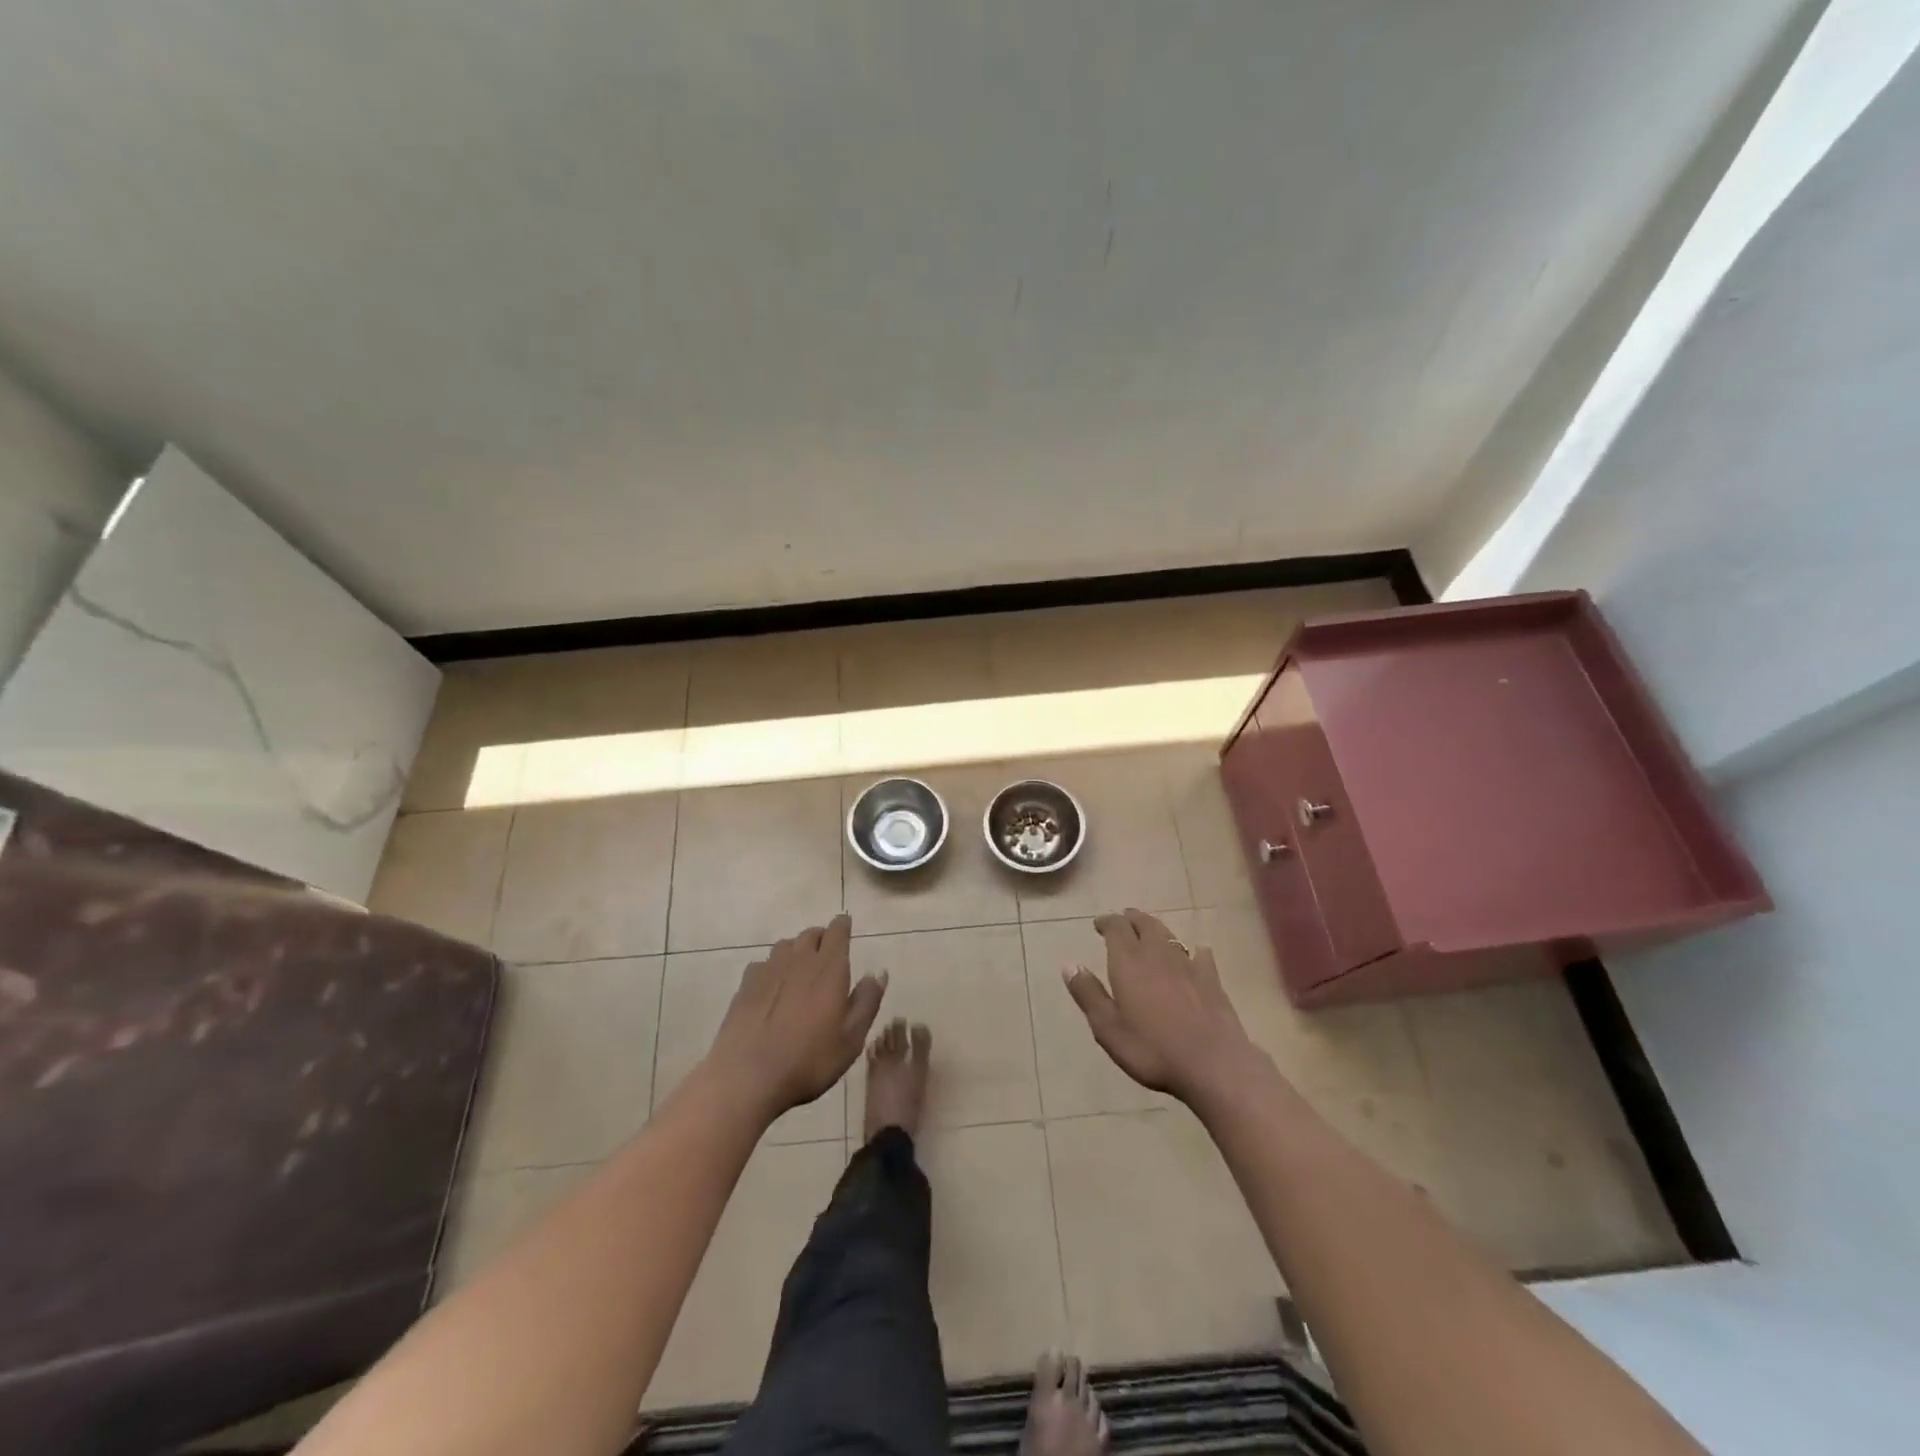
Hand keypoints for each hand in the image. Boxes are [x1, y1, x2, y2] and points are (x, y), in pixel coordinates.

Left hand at [705, 914, 886, 1120]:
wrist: (747, 1076)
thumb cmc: (808, 1060)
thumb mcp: (851, 1039)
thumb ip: (867, 1002)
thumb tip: (878, 973)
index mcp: (829, 968)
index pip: (838, 931)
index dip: (843, 926)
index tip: (846, 926)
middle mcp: (799, 959)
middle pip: (811, 934)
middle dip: (822, 938)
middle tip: (828, 955)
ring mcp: (768, 969)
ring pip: (786, 945)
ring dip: (797, 950)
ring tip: (801, 969)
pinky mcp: (745, 984)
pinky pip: (763, 964)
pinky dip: (772, 968)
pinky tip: (772, 988)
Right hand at [1063, 908, 1262, 1107]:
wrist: (1214, 1064)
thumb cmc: (1153, 1050)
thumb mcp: (1108, 1029)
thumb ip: (1089, 995)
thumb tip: (1070, 965)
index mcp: (1129, 962)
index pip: (1116, 928)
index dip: (1107, 922)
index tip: (1098, 924)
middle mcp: (1157, 954)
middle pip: (1144, 924)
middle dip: (1131, 919)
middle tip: (1123, 920)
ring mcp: (1188, 964)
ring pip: (1169, 935)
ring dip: (1156, 929)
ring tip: (1149, 931)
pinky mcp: (1211, 979)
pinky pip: (1200, 955)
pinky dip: (1193, 950)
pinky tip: (1196, 953)